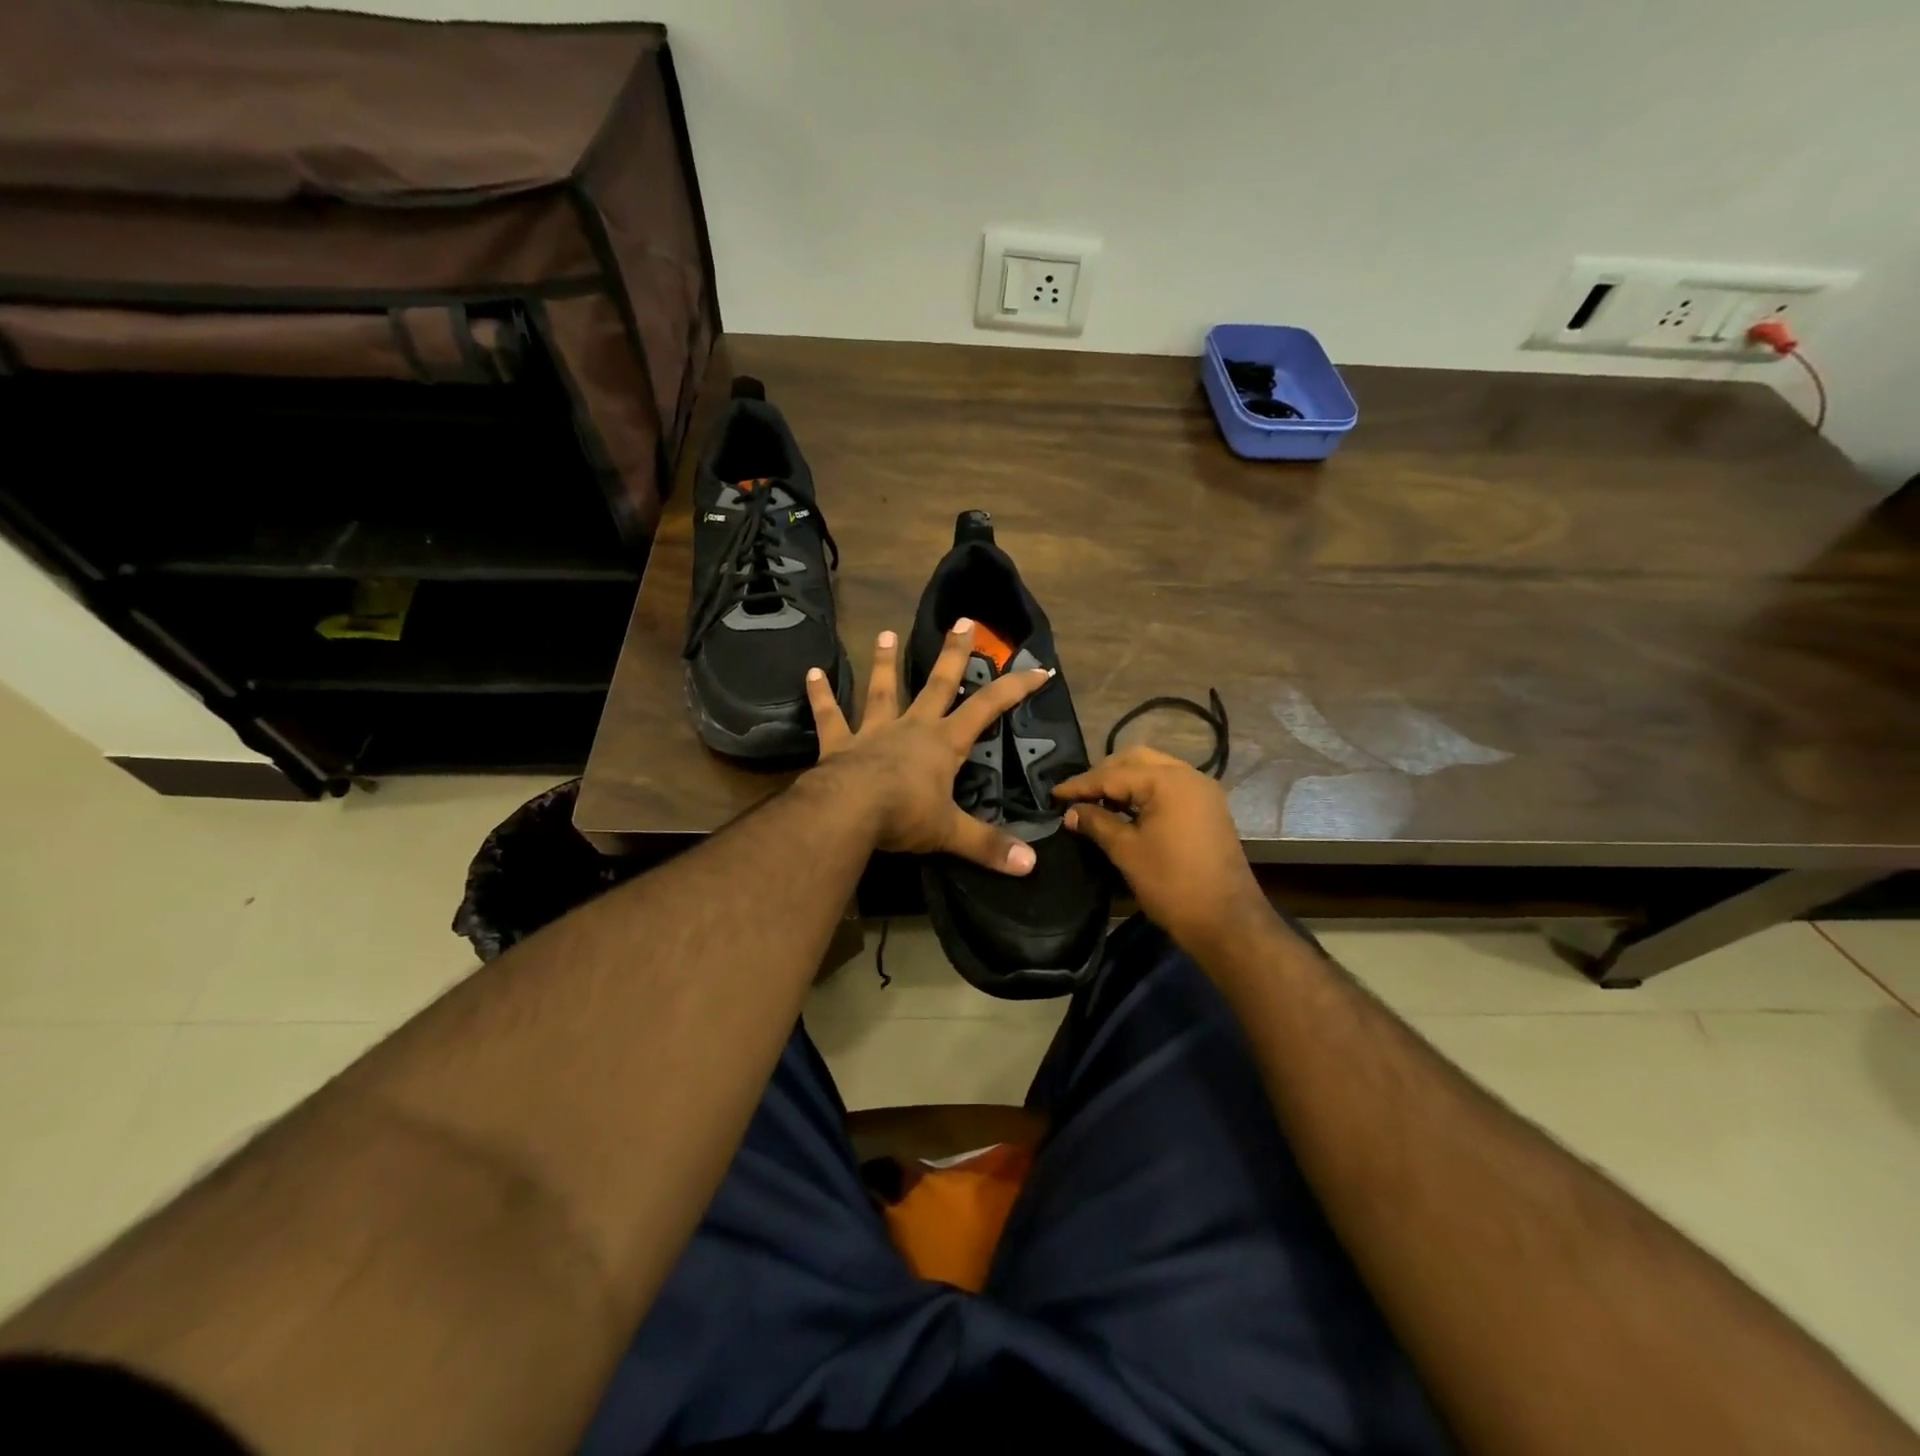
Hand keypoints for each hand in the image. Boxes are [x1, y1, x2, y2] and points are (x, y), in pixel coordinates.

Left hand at [806, 620, 1051, 874]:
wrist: (848, 811)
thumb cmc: (904, 816)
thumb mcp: (950, 832)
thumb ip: (988, 846)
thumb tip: (1031, 866)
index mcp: (943, 743)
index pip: (988, 708)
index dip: (1015, 689)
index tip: (1039, 669)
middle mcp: (911, 727)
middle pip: (937, 683)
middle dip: (953, 653)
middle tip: (963, 621)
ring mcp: (873, 731)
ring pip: (882, 690)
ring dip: (884, 662)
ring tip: (885, 633)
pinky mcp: (840, 743)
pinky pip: (830, 716)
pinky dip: (820, 695)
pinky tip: (811, 674)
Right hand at [1053, 746, 1269, 955]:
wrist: (1227, 922)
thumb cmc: (1172, 884)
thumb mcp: (1127, 851)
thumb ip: (1096, 823)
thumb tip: (1071, 812)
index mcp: (1168, 781)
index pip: (1113, 774)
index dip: (1080, 785)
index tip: (1054, 794)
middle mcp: (1189, 775)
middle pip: (1136, 760)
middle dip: (1104, 774)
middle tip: (1078, 796)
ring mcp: (1202, 791)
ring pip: (1154, 770)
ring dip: (1124, 781)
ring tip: (1097, 802)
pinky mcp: (1208, 808)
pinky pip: (1169, 786)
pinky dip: (1144, 792)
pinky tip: (1125, 810)